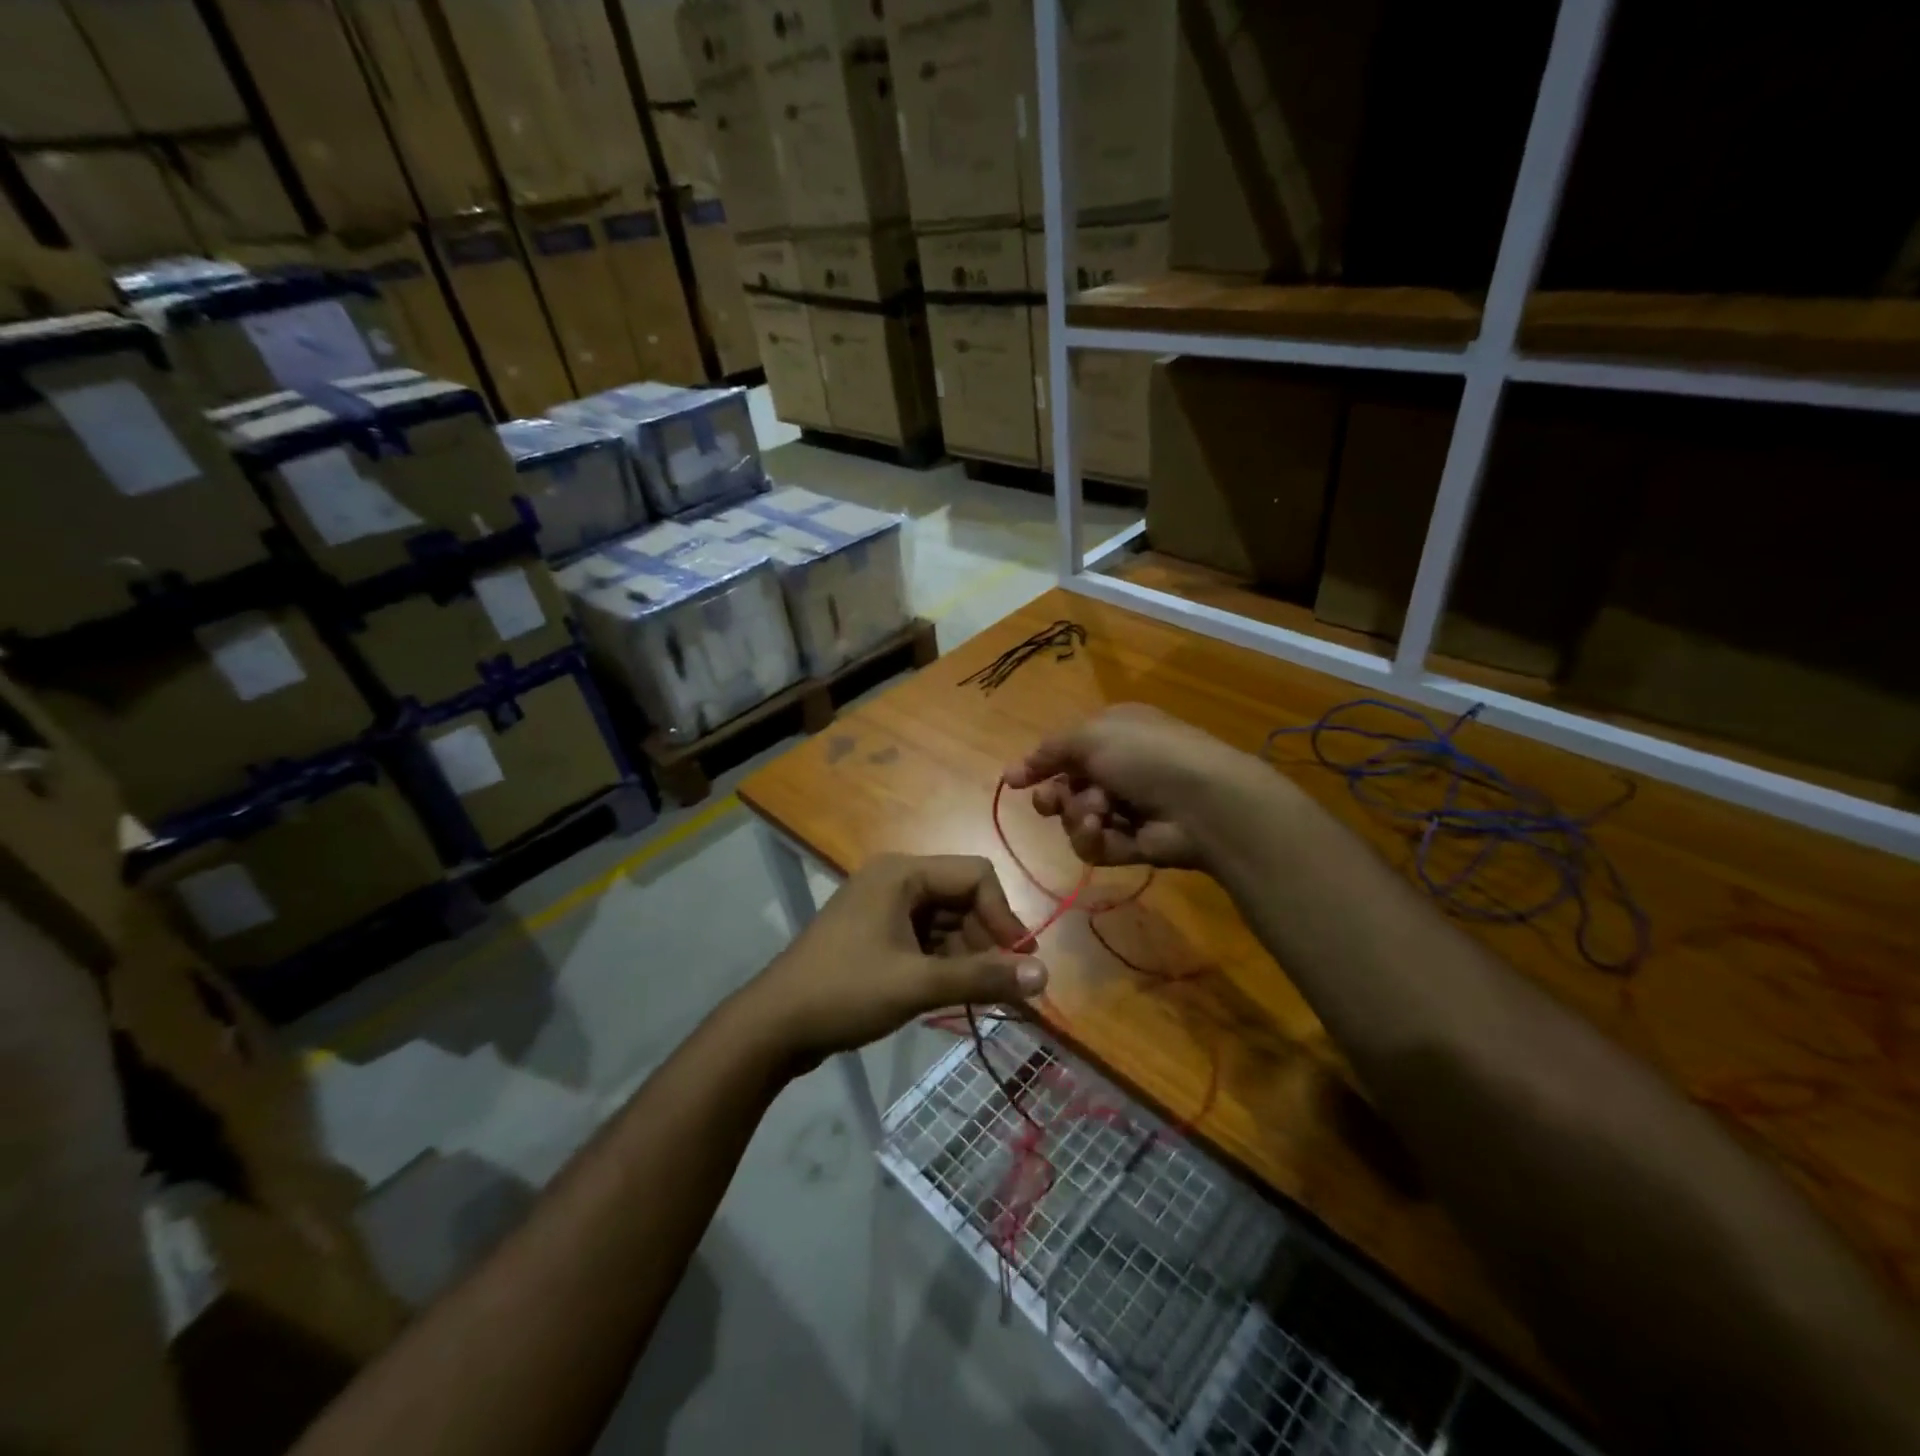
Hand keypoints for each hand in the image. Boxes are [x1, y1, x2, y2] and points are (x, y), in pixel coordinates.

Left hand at [742, 854, 1047, 1061]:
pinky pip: (924, 937)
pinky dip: (944, 961)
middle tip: (1002, 985)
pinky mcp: (875, 933)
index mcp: (902, 873)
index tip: (1017, 962)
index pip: (975, 875)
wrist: (773, 1026)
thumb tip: (1044, 976)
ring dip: (967, 954)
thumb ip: (982, 977)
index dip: (1003, 915)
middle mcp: (894, 880)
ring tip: (979, 994)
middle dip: (986, 938)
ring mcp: (882, 907)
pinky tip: (952, 992)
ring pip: (945, 920)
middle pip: (961, 897)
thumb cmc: (846, 992)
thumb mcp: (918, 984)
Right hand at [1002, 704, 1272, 869]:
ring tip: (1095, 812)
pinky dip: (1093, 839)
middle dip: (1054, 796)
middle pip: (1066, 789)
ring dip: (1078, 816)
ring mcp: (1127, 808)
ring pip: (1076, 819)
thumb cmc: (1145, 754)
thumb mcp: (1090, 736)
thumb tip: (1012, 772)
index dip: (1039, 766)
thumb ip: (1049, 751)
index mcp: (1112, 734)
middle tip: (1050, 802)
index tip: (1013, 782)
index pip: (1066, 751)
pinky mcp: (1133, 844)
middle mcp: (1118, 769)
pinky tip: (1101, 829)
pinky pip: (1095, 845)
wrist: (1201, 800)